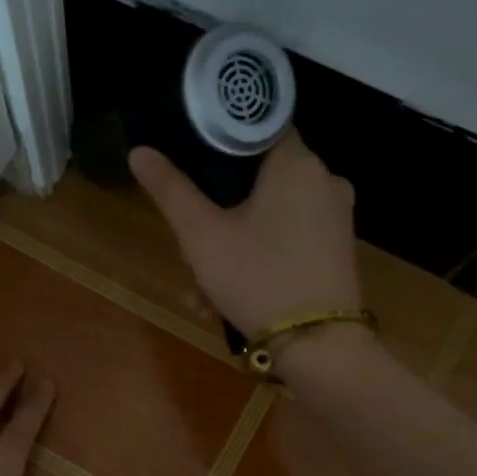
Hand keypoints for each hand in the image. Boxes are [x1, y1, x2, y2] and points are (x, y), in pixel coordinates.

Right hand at [128, 133, 360, 337]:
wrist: (319, 348)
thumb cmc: (257, 279)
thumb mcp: (202, 236)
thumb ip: (170, 190)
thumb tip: (140, 151)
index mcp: (296, 163)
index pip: (255, 127)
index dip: (217, 142)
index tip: (189, 166)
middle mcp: (324, 181)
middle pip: (256, 179)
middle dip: (215, 214)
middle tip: (190, 251)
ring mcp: (335, 218)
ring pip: (267, 216)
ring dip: (228, 247)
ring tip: (200, 292)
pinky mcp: (336, 251)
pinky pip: (286, 240)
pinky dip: (256, 260)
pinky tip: (226, 300)